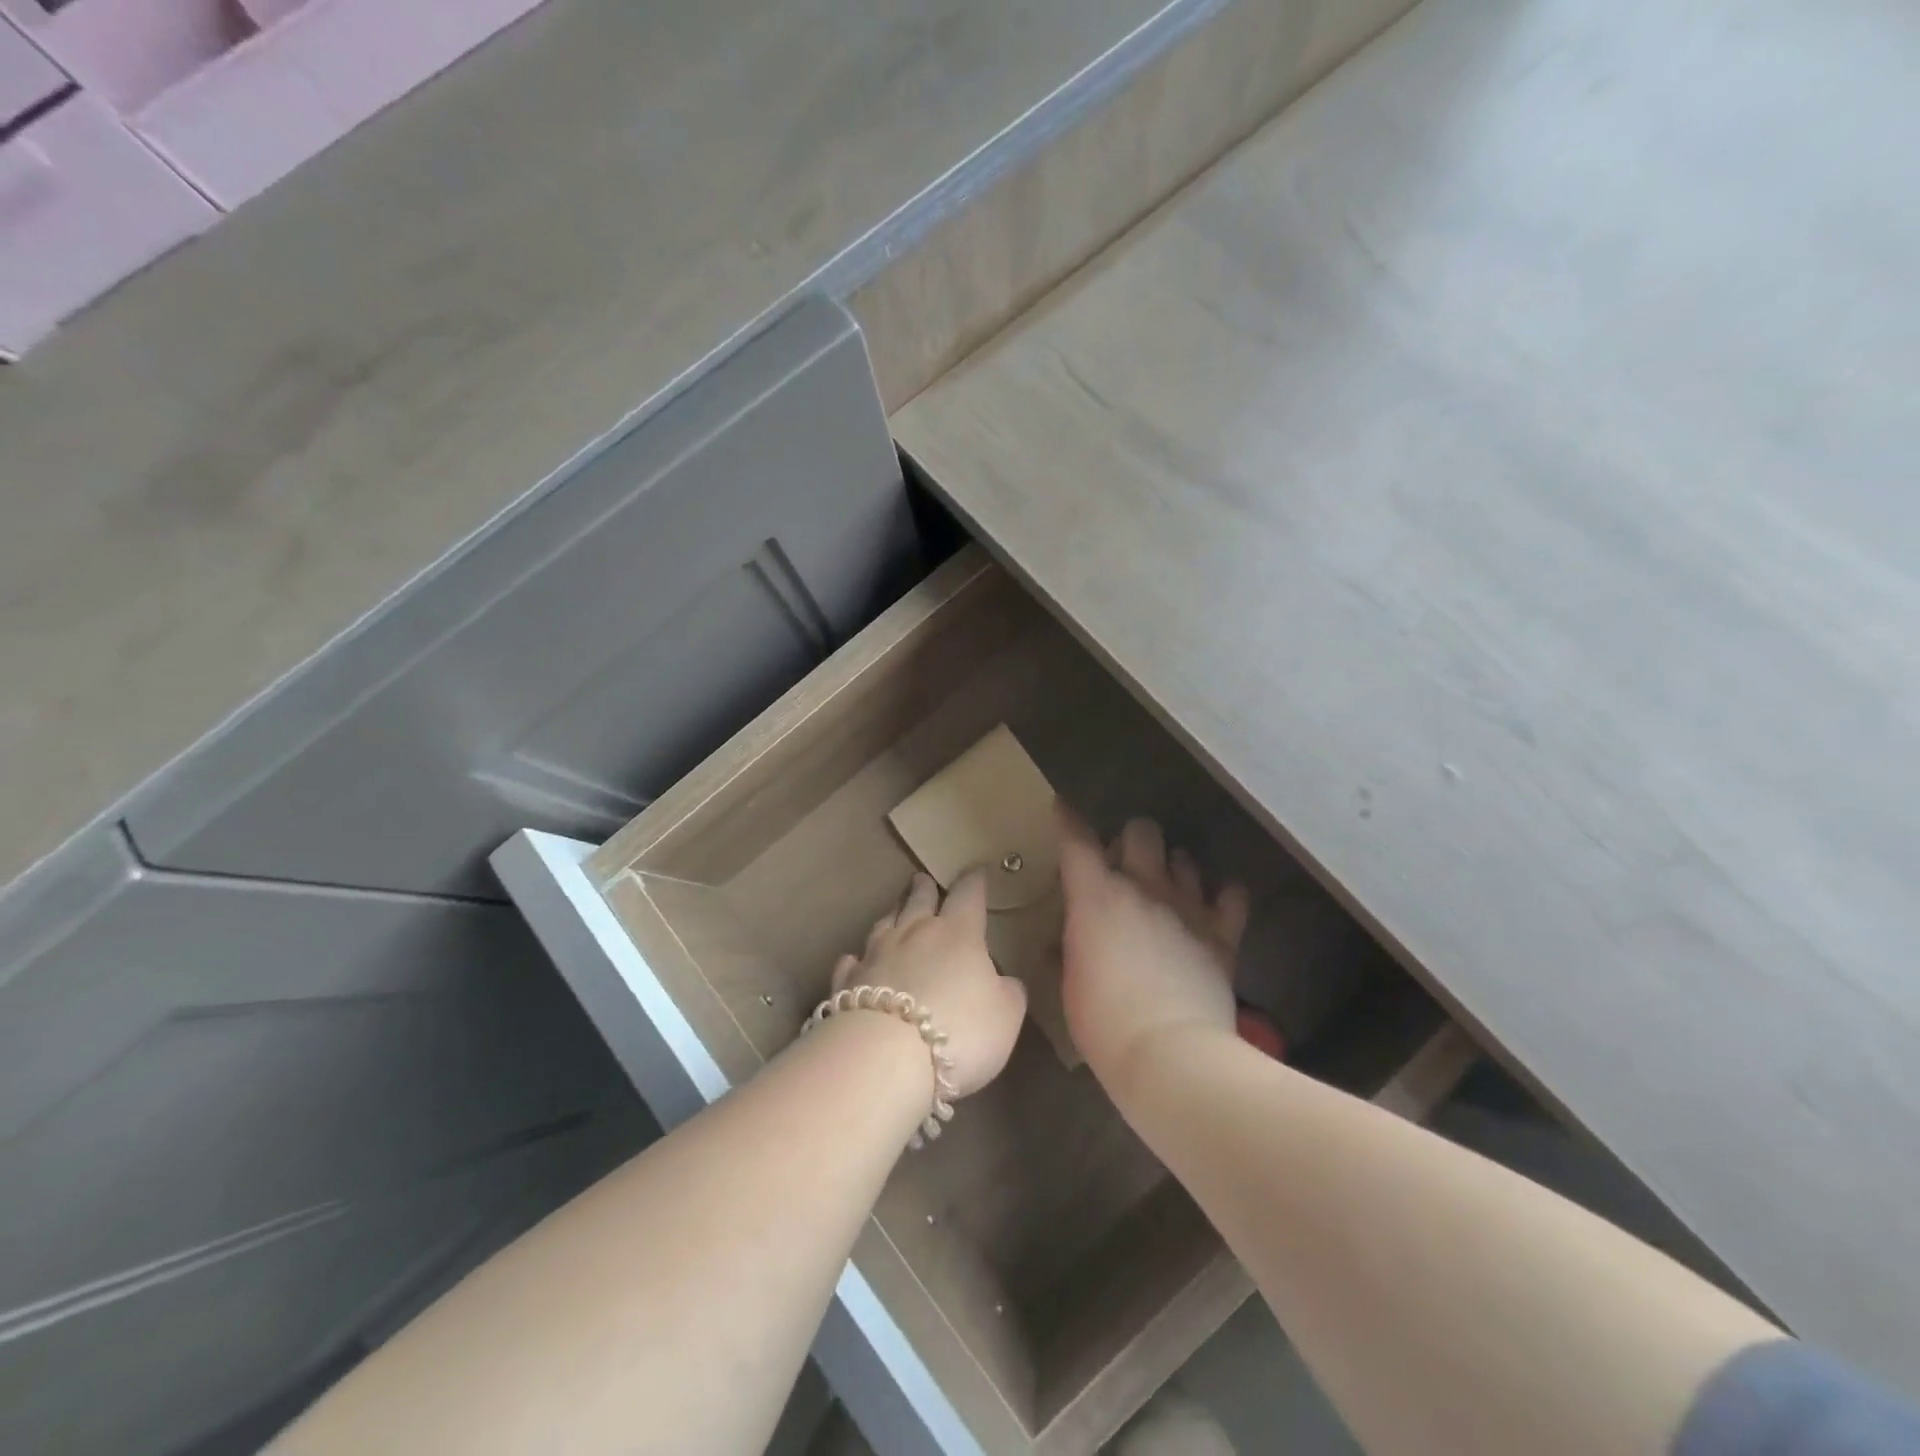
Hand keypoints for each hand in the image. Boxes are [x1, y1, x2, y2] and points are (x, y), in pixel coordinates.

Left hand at [831, 872, 1027, 1097]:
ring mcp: (875, 955)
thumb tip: (1003, 980)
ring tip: (895, 910)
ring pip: (884, 924)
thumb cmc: (960, 1030)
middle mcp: (914, 933)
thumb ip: (1008, 992)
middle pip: (919, 900)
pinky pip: (852, 962)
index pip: (968, 896)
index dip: (974, 883)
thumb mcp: (1006, 1015)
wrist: (885, 1057)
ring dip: (892, 914)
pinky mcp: (846, 982)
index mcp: (958, 933)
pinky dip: (857, 959)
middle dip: (924, 888)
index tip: (976, 872)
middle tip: (923, 880)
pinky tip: (855, 960)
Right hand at [1058, 810, 1250, 1090]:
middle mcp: (1143, 887)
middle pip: (1142, 831)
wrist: (1170, 1056)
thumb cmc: (1103, 1023)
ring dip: (1173, 867)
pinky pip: (1231, 894)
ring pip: (1185, 857)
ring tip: (1167, 888)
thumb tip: (1066, 940)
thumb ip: (1069, 949)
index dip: (1068, 819)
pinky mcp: (1222, 933)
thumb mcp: (1070, 985)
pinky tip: (1215, 907)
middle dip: (1131, 840)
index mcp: (1096, 897)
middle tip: (1125, 866)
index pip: (1077, 841)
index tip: (1062, 807)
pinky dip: (1223, 896)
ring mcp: (1187, 907)